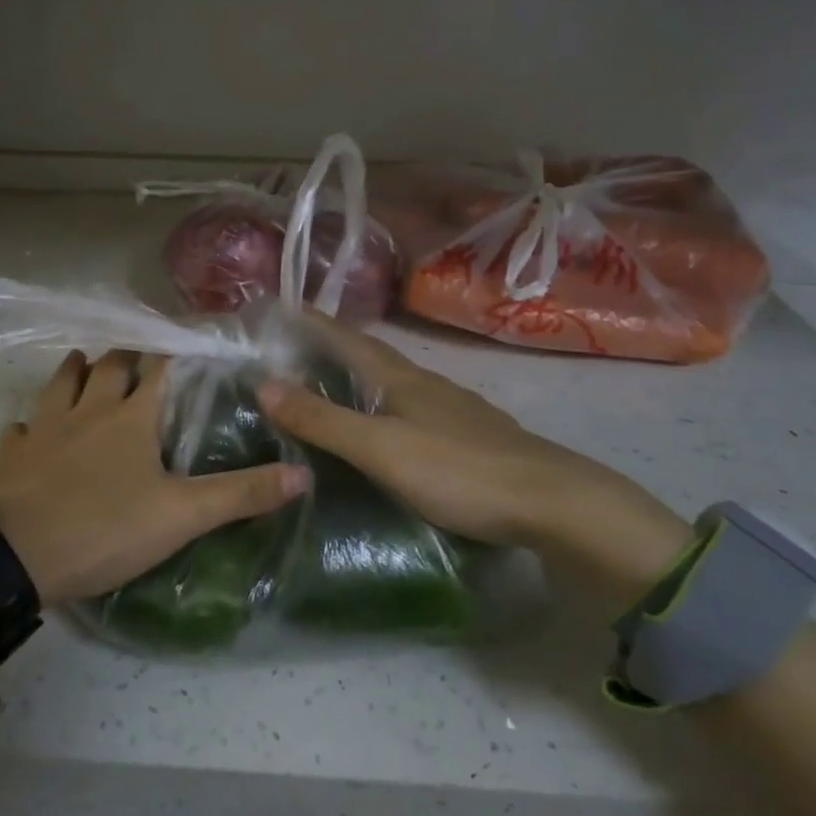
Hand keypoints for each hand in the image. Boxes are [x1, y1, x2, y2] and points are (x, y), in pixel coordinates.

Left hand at [0, 349, 306, 606]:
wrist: (14, 557)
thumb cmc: (104, 529)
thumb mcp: (182, 516)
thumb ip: (241, 494)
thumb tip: (303, 474)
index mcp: (131, 417)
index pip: (160, 368)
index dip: (176, 353)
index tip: (190, 343)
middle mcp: (88, 409)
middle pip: (108, 366)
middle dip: (125, 356)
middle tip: (139, 357)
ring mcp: (45, 429)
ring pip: (60, 384)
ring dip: (74, 371)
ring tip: (84, 364)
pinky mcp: (12, 455)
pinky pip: (21, 428)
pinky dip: (31, 424)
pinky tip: (32, 430)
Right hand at [258, 314, 691, 602]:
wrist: (552, 503)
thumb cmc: (458, 470)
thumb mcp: (381, 448)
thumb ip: (324, 420)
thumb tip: (263, 383)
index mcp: (401, 377)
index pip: (346, 337)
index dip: (312, 323)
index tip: (278, 311)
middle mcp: (426, 383)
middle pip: (369, 357)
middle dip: (329, 351)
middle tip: (287, 357)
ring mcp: (452, 409)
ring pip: (392, 384)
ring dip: (356, 381)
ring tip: (325, 390)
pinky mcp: (469, 436)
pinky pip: (411, 410)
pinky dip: (383, 409)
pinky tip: (382, 429)